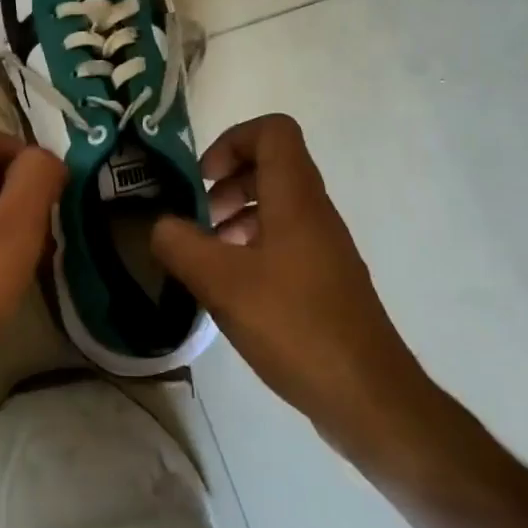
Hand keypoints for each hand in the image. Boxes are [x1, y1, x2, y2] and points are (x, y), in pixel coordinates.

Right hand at [150, 114, 439, 456]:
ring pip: (276, 206)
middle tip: (198, 218)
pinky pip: (284, 241)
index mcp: (296, 199)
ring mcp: (323, 248)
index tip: (202, 179)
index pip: (273, 131)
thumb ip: (180, 245)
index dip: (232, 140)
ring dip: (236, 217)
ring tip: (206, 256)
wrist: (367, 396)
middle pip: (272, 166)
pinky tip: (230, 289)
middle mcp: (314, 213)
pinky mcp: (324, 281)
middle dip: (227, 182)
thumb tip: (159, 226)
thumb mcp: (221, 283)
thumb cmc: (294, 325)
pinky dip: (252, 248)